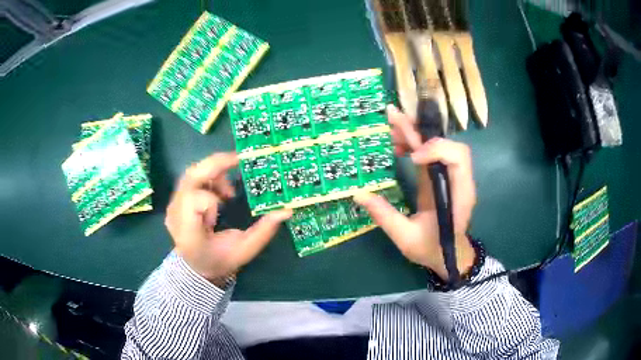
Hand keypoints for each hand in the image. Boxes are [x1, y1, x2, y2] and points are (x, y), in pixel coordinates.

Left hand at [165, 153, 291, 285]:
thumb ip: (264, 231)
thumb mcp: (245, 250)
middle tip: (239, 161)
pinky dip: (209, 177)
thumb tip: (286, 210)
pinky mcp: (177, 201)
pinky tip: (220, 193)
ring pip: (191, 174)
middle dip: (216, 164)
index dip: (212, 199)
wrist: (198, 268)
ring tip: (229, 189)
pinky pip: (192, 179)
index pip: (194, 201)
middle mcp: (176, 215)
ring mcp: (173, 206)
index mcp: (189, 232)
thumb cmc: (220, 261)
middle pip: (190, 178)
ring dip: (213, 171)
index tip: (227, 205)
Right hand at [354, 105, 476, 279]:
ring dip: (414, 134)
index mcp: (458, 194)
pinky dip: (413, 146)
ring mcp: (449, 176)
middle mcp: (457, 179)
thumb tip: (359, 194)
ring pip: (436, 144)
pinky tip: (396, 147)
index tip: (413, 159)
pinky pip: (429, 154)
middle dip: (418, 130)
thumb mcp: (406, 238)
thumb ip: (385, 216)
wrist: (449, 255)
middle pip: (444, 144)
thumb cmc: (433, 249)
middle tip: (391, 117)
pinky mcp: (439, 176)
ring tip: (388, 130)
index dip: (436, 150)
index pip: (458, 157)